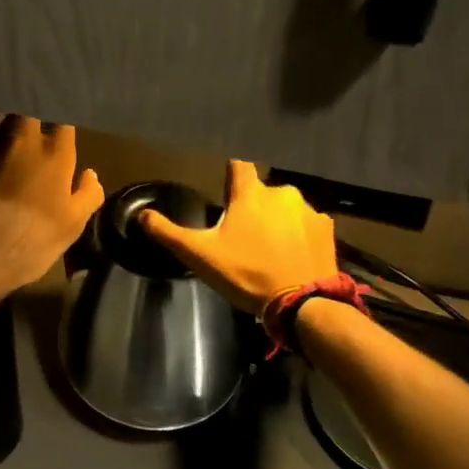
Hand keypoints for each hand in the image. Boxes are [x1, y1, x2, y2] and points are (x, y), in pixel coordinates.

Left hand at [0, 104, 104, 297]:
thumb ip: (87, 195)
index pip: (62, 118)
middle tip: (27, 96)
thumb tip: (89, 173)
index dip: (59, 111)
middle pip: (28, 104)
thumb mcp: (70, 228)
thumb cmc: (26, 245)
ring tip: (0, 88)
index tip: (56, 111)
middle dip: (29, 98)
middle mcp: (21, 136)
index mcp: (54, 154)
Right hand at [140, 161, 338, 314]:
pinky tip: (292, 256)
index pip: (237, 165)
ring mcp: (308, 210)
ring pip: (285, 207)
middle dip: (252, 207)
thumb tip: (141, 215)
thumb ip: (168, 233)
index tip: (225, 190)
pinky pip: (307, 224)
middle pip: (261, 191)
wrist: (304, 304)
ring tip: (268, 249)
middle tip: (243, 235)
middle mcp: (281, 192)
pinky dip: (298, 235)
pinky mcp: (327, 230)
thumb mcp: (200, 255)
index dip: (230, 175)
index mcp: (250, 193)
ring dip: (276, 220)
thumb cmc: (247, 273)